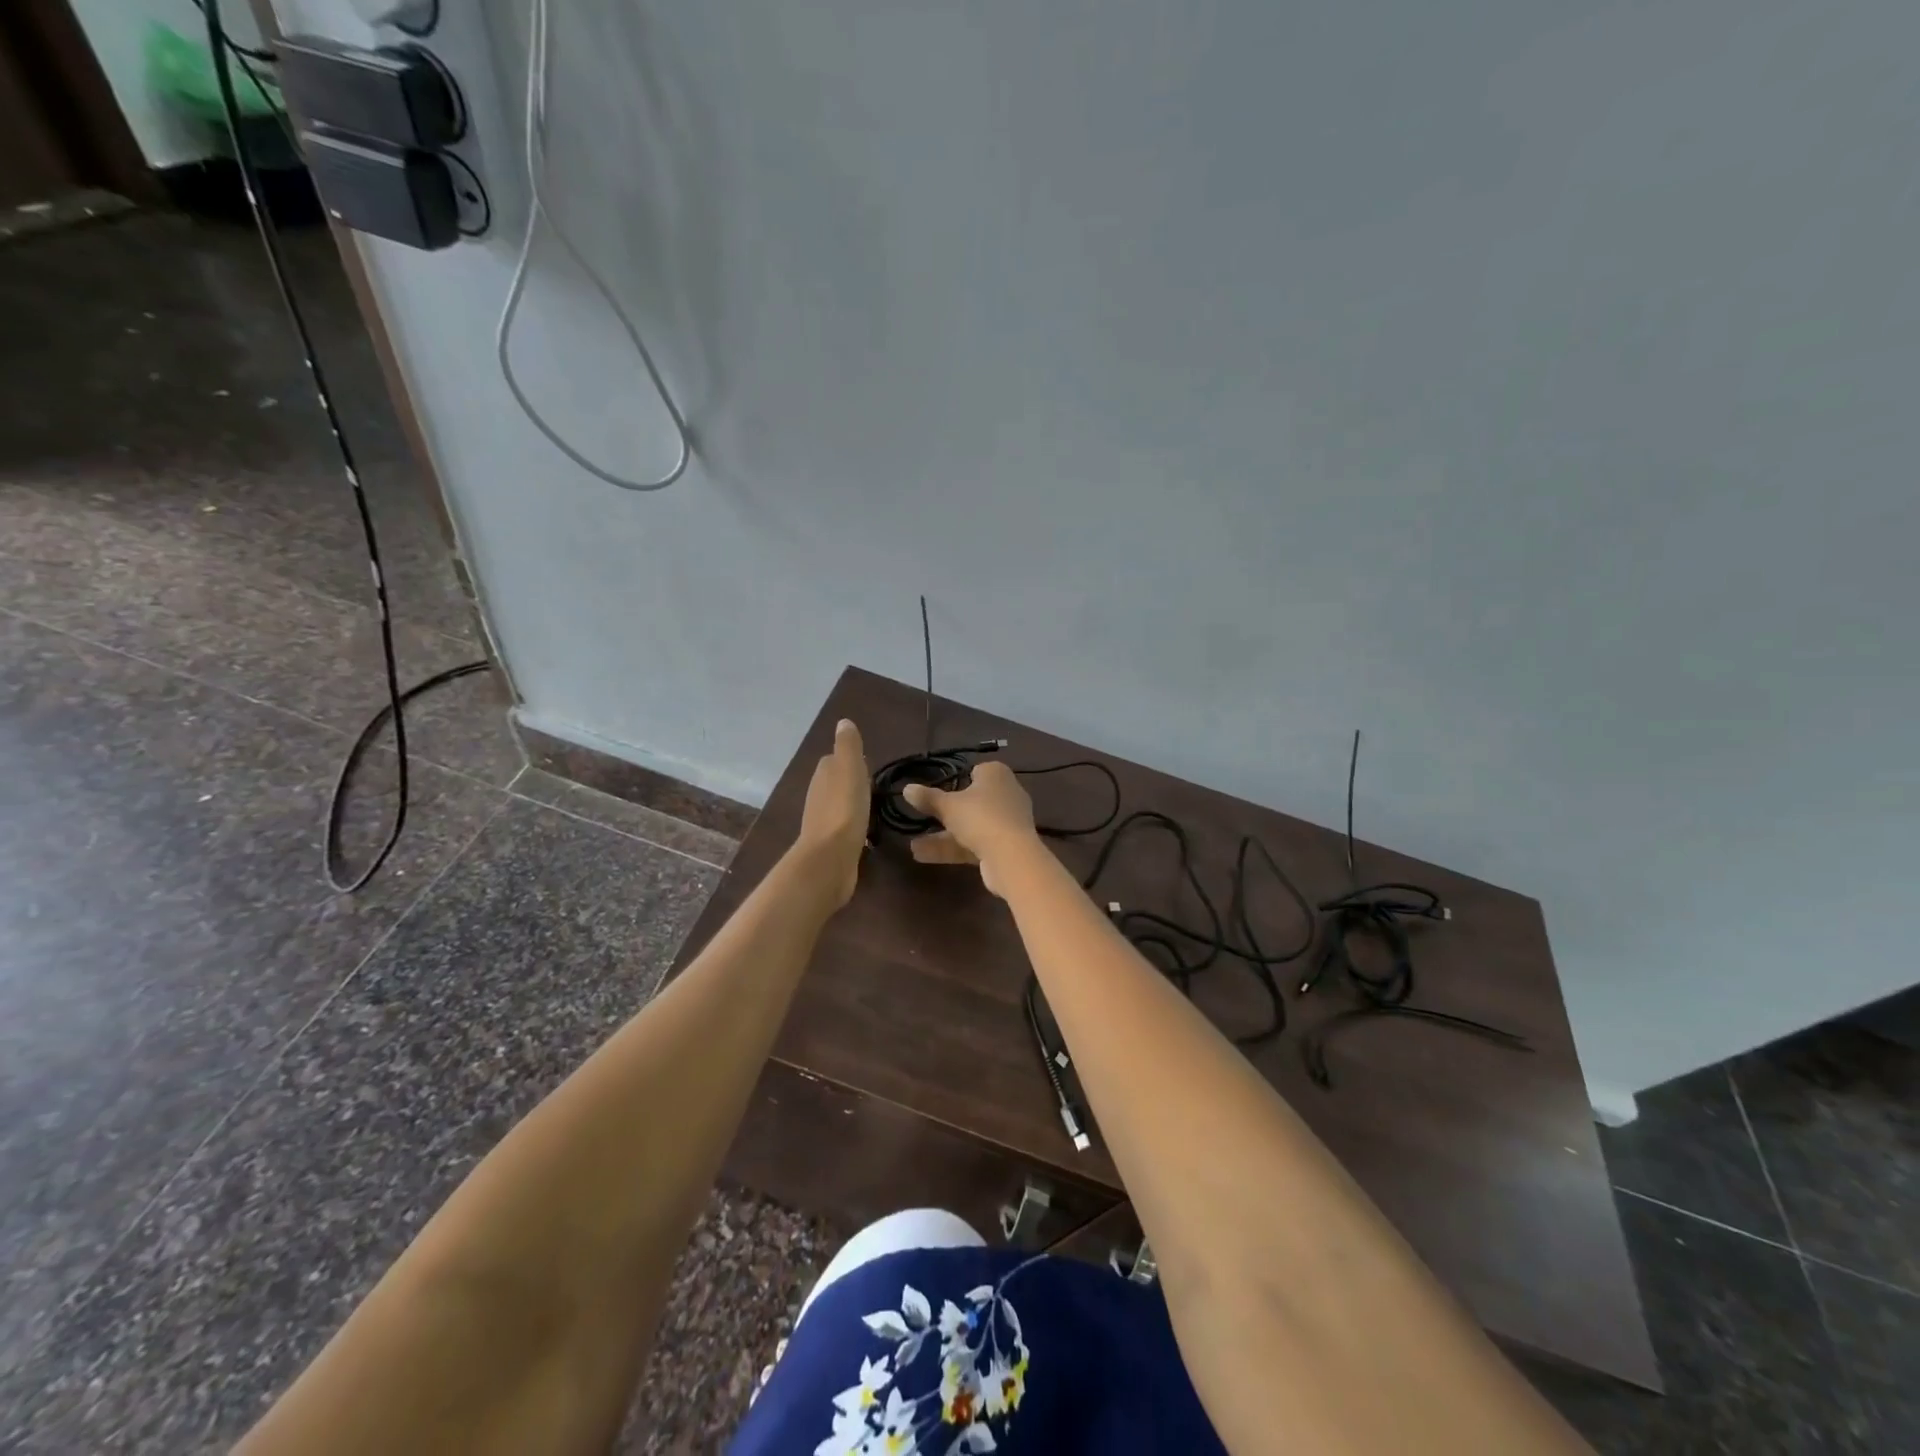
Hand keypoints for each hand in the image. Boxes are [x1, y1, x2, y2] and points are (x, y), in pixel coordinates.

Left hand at [796, 719, 869, 907]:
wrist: (830, 859)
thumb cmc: (844, 810)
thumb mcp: (850, 770)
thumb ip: (848, 747)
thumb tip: (843, 722)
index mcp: (823, 776)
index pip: (833, 760)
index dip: (848, 759)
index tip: (867, 763)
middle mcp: (818, 796)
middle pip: (834, 782)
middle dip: (850, 781)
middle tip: (873, 784)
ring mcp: (822, 822)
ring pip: (838, 805)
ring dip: (851, 804)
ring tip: (872, 806)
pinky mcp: (831, 844)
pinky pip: (844, 828)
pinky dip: (853, 825)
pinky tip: (865, 831)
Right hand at [904, 761, 1037, 898]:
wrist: (1012, 856)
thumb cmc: (980, 817)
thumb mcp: (948, 806)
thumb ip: (927, 798)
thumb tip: (906, 788)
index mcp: (997, 774)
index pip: (978, 771)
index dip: (960, 779)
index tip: (941, 789)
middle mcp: (1006, 794)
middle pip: (974, 800)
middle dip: (948, 812)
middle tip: (926, 817)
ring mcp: (1008, 822)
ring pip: (972, 825)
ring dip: (945, 835)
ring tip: (913, 846)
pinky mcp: (1006, 846)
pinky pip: (976, 843)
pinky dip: (954, 848)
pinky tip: (923, 856)